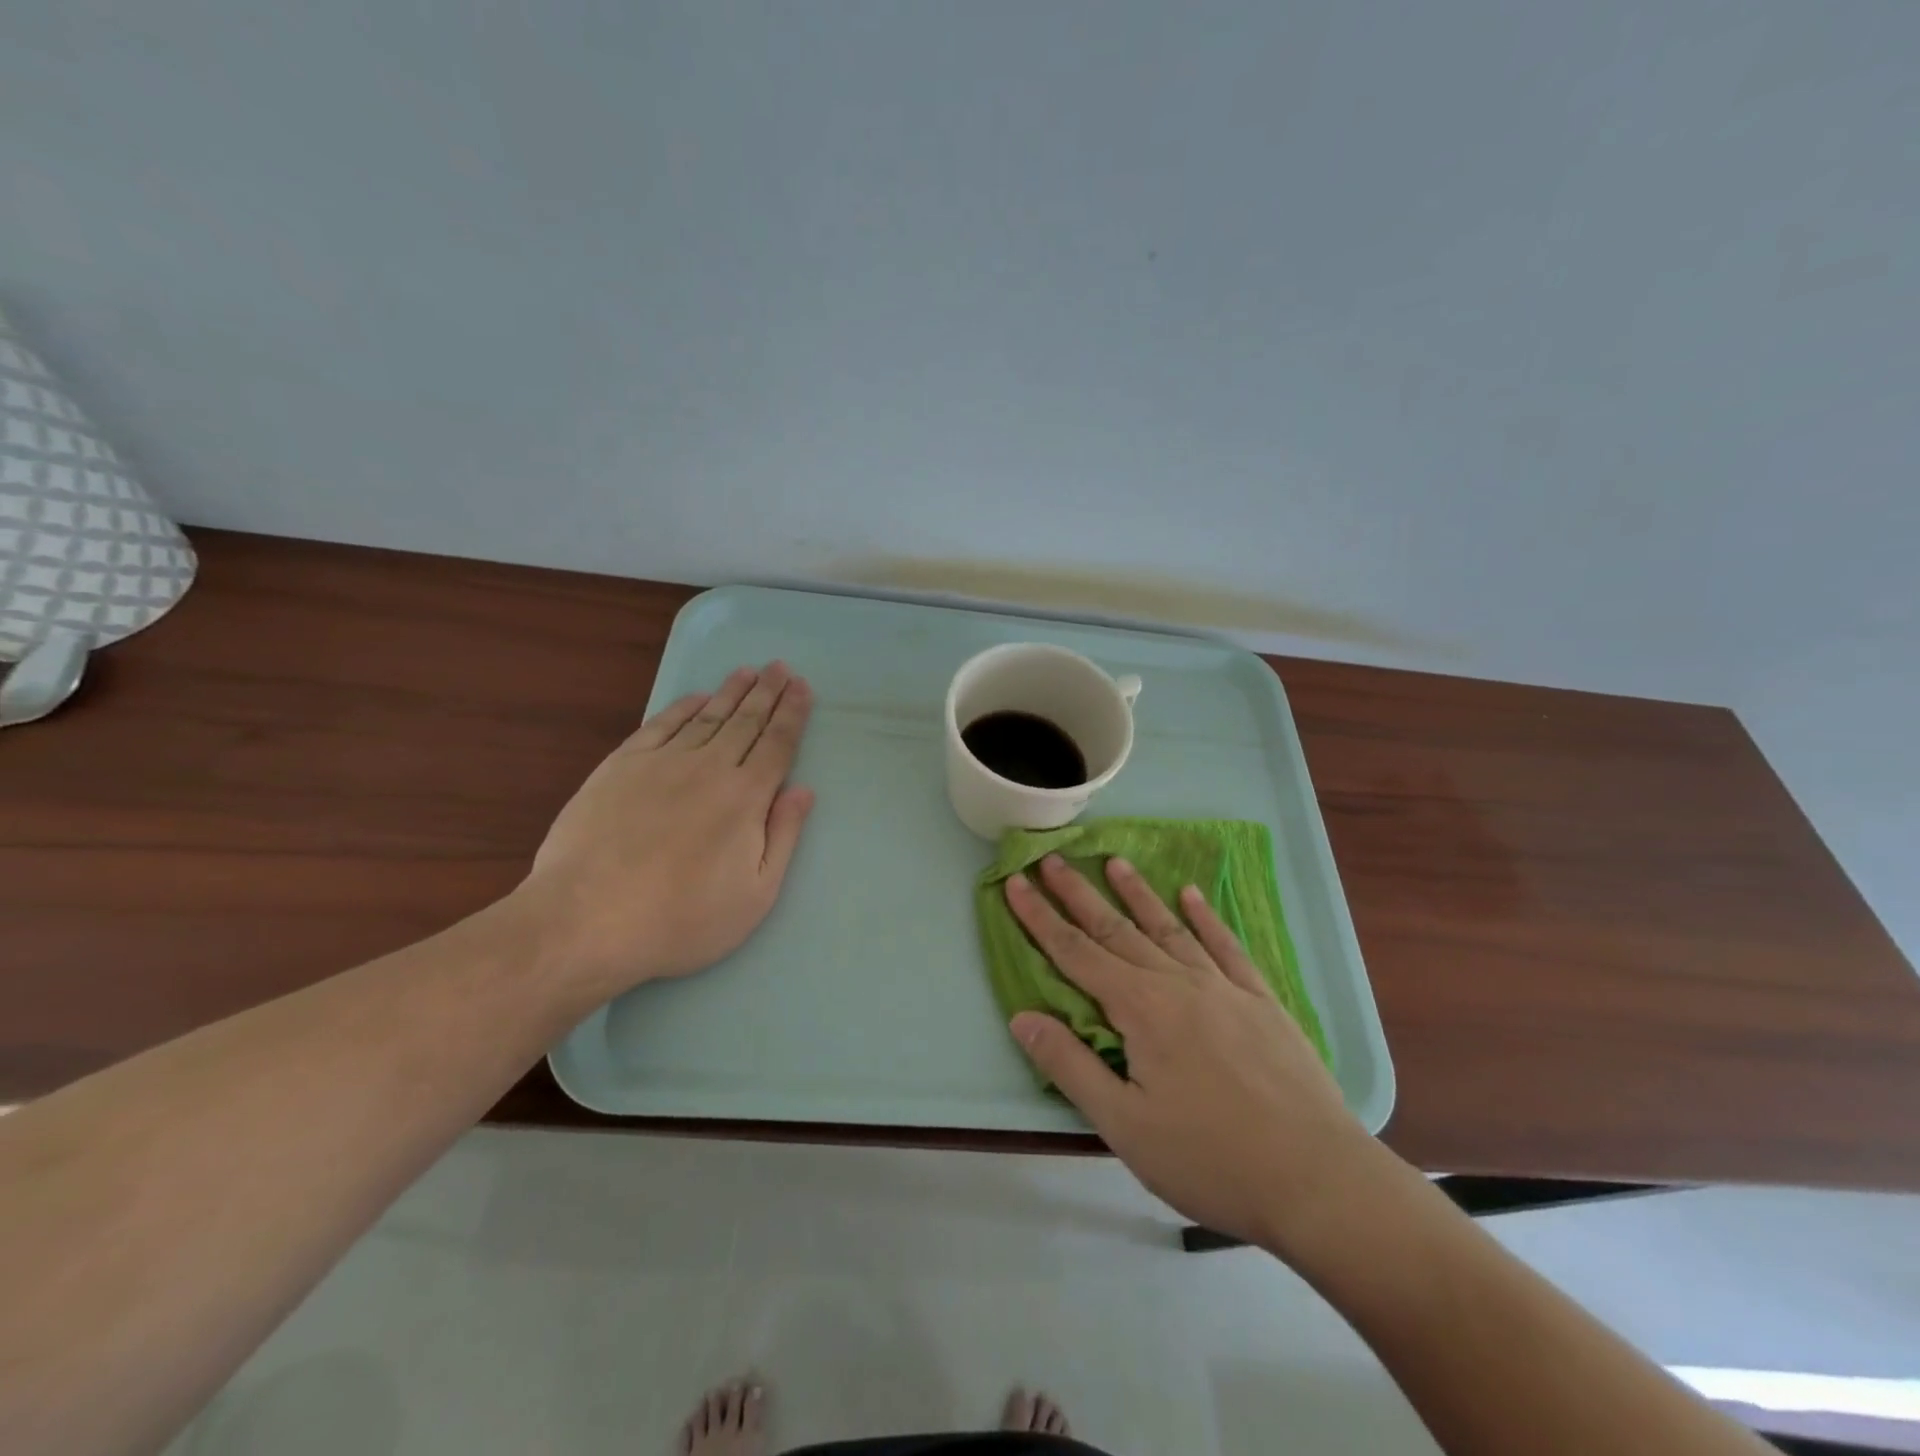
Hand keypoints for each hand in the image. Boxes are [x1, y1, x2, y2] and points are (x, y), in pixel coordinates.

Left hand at [518, 662, 815, 1000]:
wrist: (586, 921)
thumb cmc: (682, 919)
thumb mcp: (755, 895)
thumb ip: (783, 837)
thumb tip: (804, 790)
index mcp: (745, 797)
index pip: (777, 744)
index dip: (792, 714)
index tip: (802, 688)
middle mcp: (708, 768)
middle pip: (745, 721)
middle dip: (767, 692)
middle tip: (780, 667)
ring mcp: (661, 763)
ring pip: (706, 717)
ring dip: (730, 692)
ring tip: (747, 672)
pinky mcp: (620, 767)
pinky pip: (660, 725)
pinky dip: (682, 707)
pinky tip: (695, 698)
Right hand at [1005, 855, 1385, 1255]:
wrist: (1318, 1179)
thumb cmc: (1211, 1158)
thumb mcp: (1125, 1125)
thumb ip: (1070, 1065)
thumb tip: (1022, 1016)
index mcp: (1141, 1009)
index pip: (1075, 953)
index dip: (1040, 918)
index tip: (1016, 882)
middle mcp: (1178, 983)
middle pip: (1117, 930)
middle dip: (1079, 894)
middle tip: (1052, 858)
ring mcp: (1223, 987)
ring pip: (1168, 928)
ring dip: (1138, 894)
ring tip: (1115, 862)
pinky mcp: (1261, 1001)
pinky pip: (1226, 946)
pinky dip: (1205, 918)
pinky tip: (1192, 895)